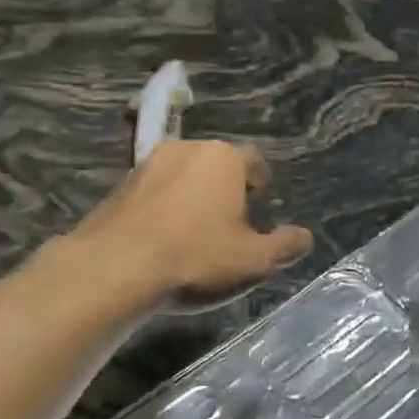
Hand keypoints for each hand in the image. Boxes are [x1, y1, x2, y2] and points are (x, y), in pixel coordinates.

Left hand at [74, 140, 312, 298]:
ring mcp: (147, 164)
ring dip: (192, 199)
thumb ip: (286, 246)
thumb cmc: (196, 257)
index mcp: (224, 158)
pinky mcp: (119, 186)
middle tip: (230, 227)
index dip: (260, 187)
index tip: (258, 212)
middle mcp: (186, 149)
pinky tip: (162, 242)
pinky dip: (163, 210)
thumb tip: (304, 237)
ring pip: (182, 177)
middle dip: (226, 191)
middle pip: (217, 166)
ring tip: (194, 236)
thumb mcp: (255, 260)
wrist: (114, 269)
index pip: (254, 163)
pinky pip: (154, 193)